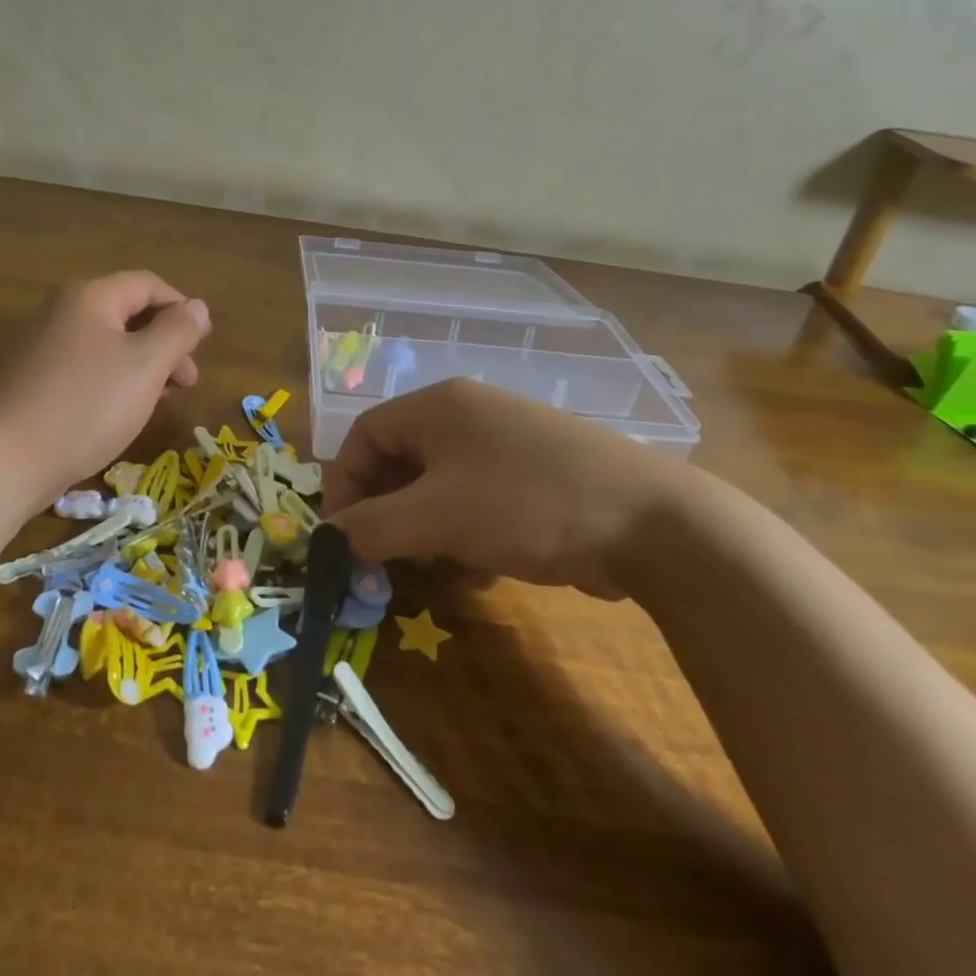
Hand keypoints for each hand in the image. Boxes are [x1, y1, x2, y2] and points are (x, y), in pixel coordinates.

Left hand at [0, 272, 210, 505]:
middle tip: (186, 382)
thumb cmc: (86, 405)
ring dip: (143, 365)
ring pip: (108, 344)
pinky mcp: (31, 380)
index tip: (203, 345)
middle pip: (128, 313)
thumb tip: (197, 307)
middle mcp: (62, 311)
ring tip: (160, 400)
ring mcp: (41, 346)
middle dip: (165, 342)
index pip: (148, 285)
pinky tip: (122, 412)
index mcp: (90, 297)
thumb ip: (178, 331)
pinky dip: (114, 381)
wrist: (3, 461)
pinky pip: (85, 368)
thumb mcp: (146, 365)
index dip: (182, 308)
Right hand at [323, 379, 703, 597]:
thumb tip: (326, 538)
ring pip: (438, 486)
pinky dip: (464, 533)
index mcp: (439, 406)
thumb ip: (371, 527)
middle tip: (384, 562)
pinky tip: (481, 569)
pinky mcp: (534, 476)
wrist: (649, 522)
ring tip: (437, 568)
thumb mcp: (437, 518)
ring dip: (425, 530)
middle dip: (387, 513)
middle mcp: (468, 415)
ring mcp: (505, 444)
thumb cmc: (526, 504)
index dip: (344, 484)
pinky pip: (476, 500)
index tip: (342, 537)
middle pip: (400, 460)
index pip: (365, 434)